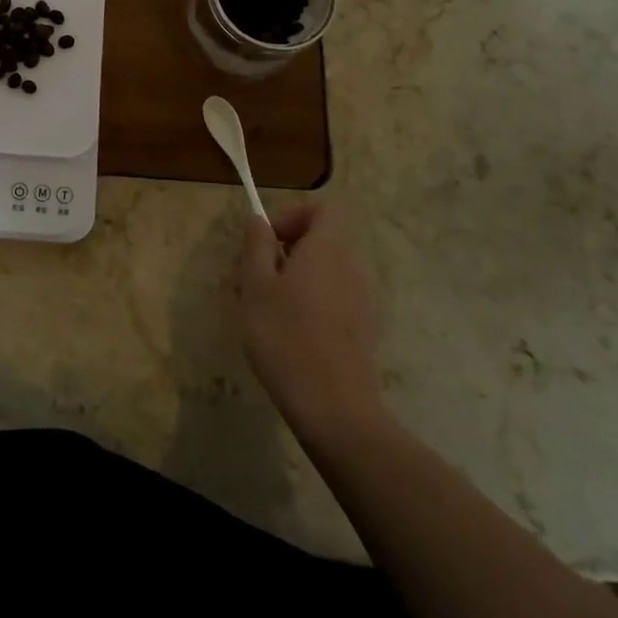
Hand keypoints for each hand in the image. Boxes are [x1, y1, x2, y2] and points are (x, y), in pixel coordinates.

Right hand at [236, 204, 385, 437]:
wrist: (334, 409)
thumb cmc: (286, 336)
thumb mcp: (256, 286)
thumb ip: (257, 246)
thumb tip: (259, 220)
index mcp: (328, 249)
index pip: (325, 208)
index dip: (295, 215)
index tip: (268, 240)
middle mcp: (352, 268)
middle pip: (323, 241)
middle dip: (286, 251)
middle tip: (254, 278)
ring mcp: (362, 301)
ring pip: (325, 272)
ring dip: (294, 280)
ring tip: (264, 309)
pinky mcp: (362, 331)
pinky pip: (333, 299)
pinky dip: (310, 304)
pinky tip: (287, 334)